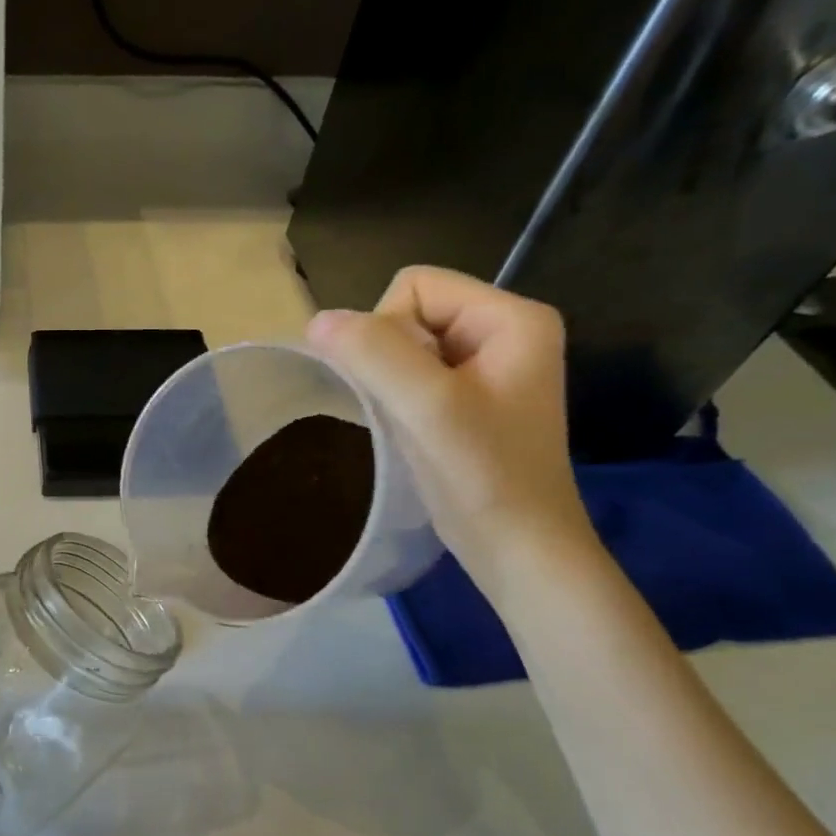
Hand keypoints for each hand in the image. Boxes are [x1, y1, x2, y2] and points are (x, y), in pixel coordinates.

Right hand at [306, 266, 595, 586]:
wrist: (518, 550)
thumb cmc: (483, 476)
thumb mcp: (427, 407)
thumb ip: (373, 354)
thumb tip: (316, 321)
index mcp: (512, 317)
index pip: (415, 286)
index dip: (386, 330)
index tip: (399, 387)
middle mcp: (505, 332)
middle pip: (410, 313)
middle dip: (388, 358)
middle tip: (407, 411)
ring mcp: (489, 368)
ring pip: (406, 348)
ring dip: (390, 383)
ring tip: (408, 425)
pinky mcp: (471, 400)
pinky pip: (414, 376)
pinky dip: (398, 400)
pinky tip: (408, 433)